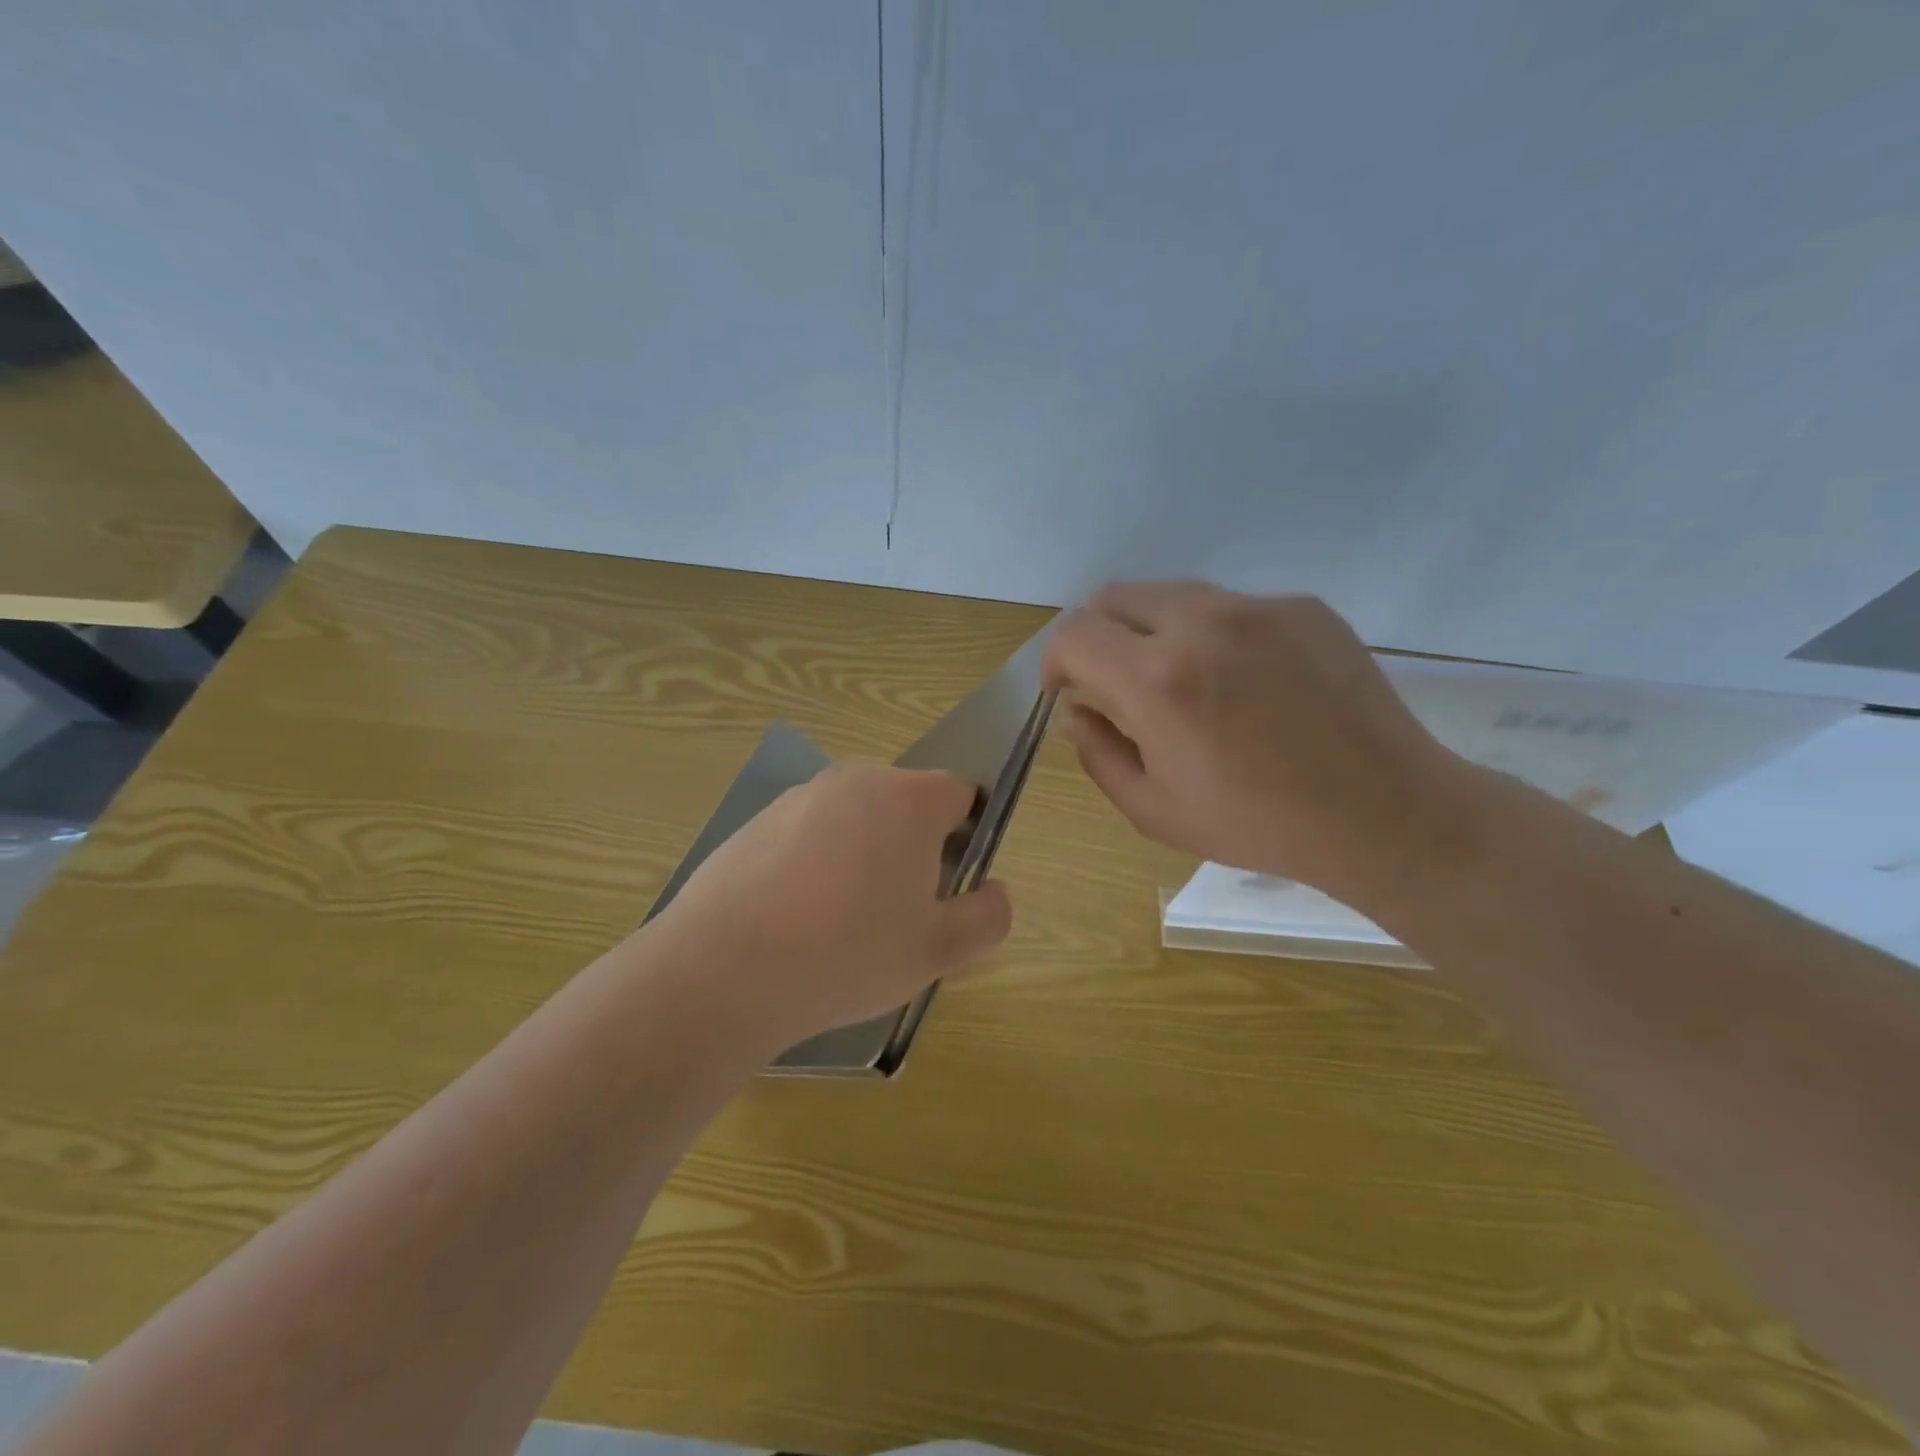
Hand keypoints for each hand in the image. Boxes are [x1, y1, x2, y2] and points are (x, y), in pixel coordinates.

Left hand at [646, 763, 1012, 1048]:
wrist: (724, 969)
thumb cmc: (848, 954)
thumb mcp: (939, 951)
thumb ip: (988, 917)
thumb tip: (994, 893)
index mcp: (908, 799)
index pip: (960, 794)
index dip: (968, 836)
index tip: (951, 885)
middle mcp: (855, 781)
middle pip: (905, 804)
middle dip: (914, 848)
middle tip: (900, 913)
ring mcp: (800, 798)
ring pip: (855, 820)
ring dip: (863, 856)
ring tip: (842, 923)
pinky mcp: (757, 822)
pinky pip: (808, 835)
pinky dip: (816, 865)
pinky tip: (796, 920)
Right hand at [1043, 582, 1471, 911]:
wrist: (1383, 812)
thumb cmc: (1257, 823)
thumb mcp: (1154, 810)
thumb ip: (1098, 753)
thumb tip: (1075, 711)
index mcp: (1156, 680)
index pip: (1073, 633)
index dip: (1055, 660)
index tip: (1067, 689)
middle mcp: (1201, 624)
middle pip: (1114, 597)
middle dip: (1096, 635)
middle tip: (1112, 680)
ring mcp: (1257, 608)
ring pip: (1172, 595)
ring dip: (1152, 630)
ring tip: (1180, 682)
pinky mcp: (1302, 607)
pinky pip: (1230, 607)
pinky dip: (1211, 634)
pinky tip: (1244, 682)